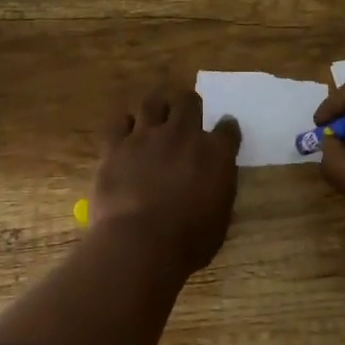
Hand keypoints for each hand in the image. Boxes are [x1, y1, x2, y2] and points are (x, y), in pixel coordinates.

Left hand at [90, 88, 241, 274]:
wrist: (141, 243)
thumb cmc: (189, 241)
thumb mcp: (220, 218)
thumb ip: (219, 188)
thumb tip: (215, 179)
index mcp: (215, 153)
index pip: (228, 128)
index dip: (227, 128)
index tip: (224, 132)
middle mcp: (183, 135)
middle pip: (188, 101)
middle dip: (190, 105)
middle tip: (187, 115)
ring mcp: (147, 136)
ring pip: (153, 102)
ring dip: (158, 105)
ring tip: (157, 113)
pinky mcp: (116, 145)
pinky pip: (119, 121)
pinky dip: (125, 123)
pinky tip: (127, 131)